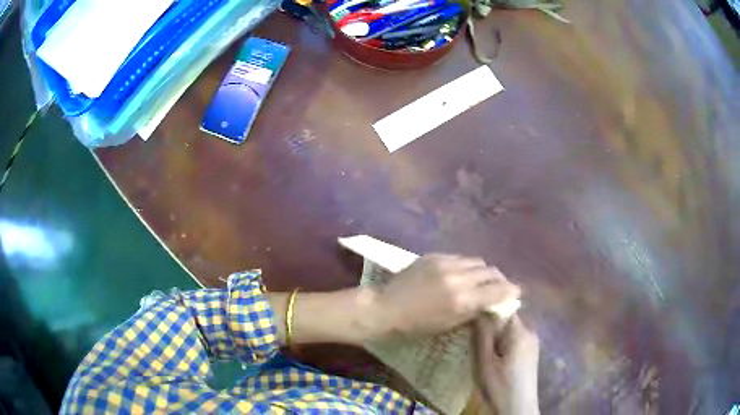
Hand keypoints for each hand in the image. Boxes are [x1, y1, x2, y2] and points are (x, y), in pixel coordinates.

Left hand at [367, 254, 520, 336]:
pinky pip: (459, 257)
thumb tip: (492, 301)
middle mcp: (458, 276)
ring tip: (480, 279)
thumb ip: (473, 309)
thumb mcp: (448, 324)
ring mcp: (445, 262)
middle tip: (498, 287)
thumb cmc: (415, 325)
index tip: (515, 293)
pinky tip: (460, 274)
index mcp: (462, 299)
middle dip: (499, 279)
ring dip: (483, 271)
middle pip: (490, 271)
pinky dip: (466, 266)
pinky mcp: (434, 255)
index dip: (510, 291)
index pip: (498, 289)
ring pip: (476, 261)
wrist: (385, 307)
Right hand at [473, 315, 539, 414]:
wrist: (518, 408)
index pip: (503, 307)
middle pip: (507, 318)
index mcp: (520, 331)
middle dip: (490, 324)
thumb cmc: (500, 386)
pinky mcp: (531, 352)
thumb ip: (482, 335)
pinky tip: (494, 357)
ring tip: (482, 347)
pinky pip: (515, 338)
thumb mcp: (485, 363)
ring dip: (496, 335)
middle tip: (473, 336)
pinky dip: (503, 342)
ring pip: (510, 329)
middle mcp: (530, 331)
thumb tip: (478, 308)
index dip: (487, 310)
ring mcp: (533, 342)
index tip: (471, 318)